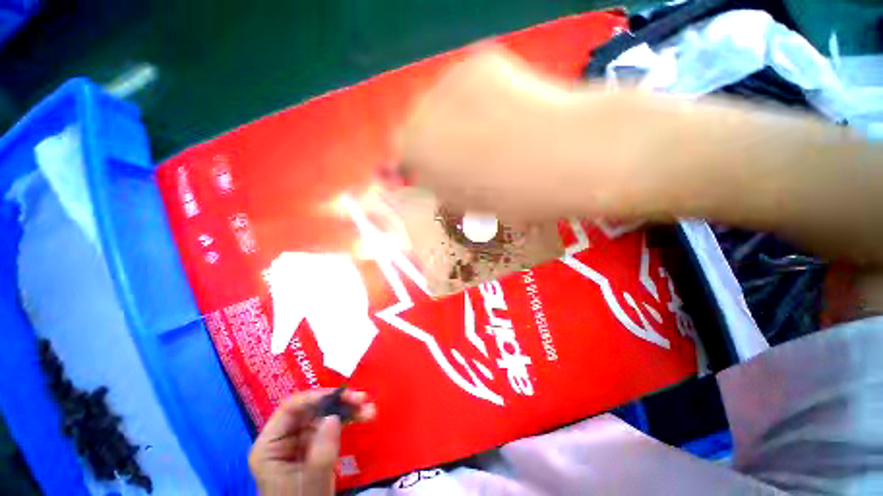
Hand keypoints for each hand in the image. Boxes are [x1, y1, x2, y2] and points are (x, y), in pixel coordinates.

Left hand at [249, 389, 375, 495]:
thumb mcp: (312, 482)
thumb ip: (321, 452)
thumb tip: (334, 417)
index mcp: (270, 446)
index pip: (290, 409)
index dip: (316, 397)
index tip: (342, 395)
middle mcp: (283, 438)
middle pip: (310, 409)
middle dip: (338, 402)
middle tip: (362, 399)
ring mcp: (299, 442)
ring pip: (324, 414)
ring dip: (348, 409)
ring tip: (369, 410)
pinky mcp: (313, 446)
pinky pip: (331, 426)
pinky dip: (348, 420)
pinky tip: (363, 417)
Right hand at [400, 47, 639, 220]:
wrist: (570, 154)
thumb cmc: (516, 194)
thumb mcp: (470, 204)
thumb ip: (441, 188)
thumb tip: (430, 179)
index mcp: (419, 153)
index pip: (402, 154)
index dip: (416, 165)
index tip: (431, 172)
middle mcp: (422, 112)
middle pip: (416, 124)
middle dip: (433, 140)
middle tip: (460, 155)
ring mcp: (450, 80)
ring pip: (438, 103)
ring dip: (452, 119)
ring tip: (485, 135)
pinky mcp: (480, 62)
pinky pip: (465, 85)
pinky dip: (475, 100)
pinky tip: (500, 113)